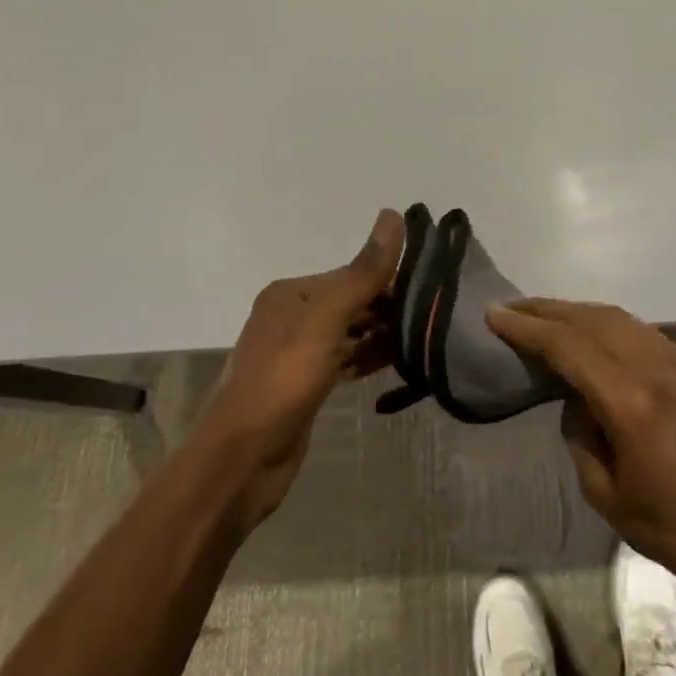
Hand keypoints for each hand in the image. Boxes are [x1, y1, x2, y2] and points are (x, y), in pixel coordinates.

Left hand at [195, 208, 404, 529]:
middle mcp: (292, 316)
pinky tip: (395, 364)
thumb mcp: (326, 322)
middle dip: (387, 308)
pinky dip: (367, 358)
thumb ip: (363, 274)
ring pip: (350, 332)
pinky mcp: (305, 385)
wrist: (242, 461)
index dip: (390, 280)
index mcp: (291, 293)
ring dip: (381, 334)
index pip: (352, 274)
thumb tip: (393, 214)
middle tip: (432, 319)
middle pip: (351, 301)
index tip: (431, 291)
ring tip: (422, 341)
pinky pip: (344, 359)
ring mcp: (297, 353)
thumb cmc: (283, 381)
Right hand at [487, 299, 675, 604]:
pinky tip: (592, 334)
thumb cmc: (671, 529)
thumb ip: (580, 434)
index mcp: (633, 402)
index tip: (495, 314)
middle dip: (548, 309)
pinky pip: (644, 333)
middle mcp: (659, 367)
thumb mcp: (605, 494)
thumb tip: (575, 397)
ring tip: (545, 316)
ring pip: (620, 319)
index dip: (528, 328)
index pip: (569, 346)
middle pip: (593, 319)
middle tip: (513, 307)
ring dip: (578, 313)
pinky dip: (610, 326)